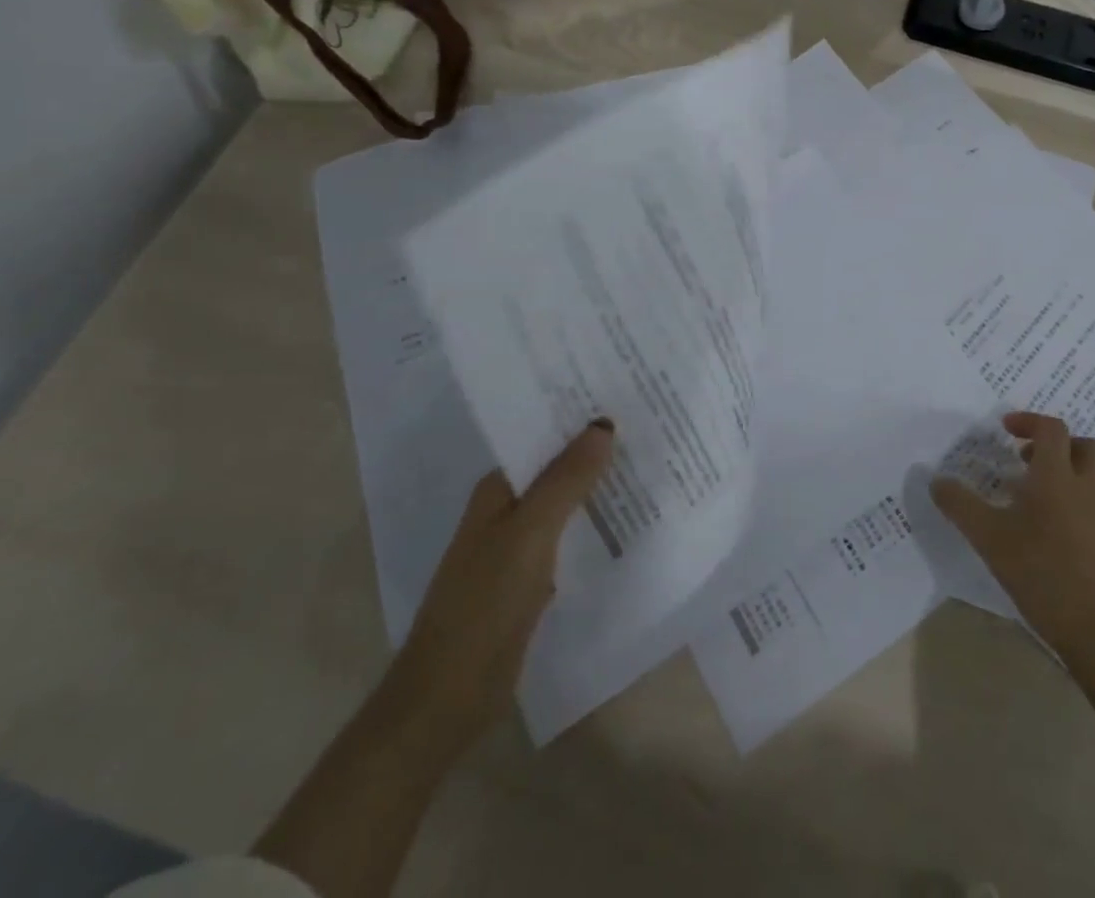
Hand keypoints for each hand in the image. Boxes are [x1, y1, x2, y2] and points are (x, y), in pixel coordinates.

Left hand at [254, 422, 614, 897]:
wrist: (446, 700)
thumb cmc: (483, 606)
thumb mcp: (529, 535)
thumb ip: (566, 481)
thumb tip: (603, 424)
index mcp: (498, 490)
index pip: (542, 437)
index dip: (577, 416)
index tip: (623, 394)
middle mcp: (506, 511)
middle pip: (556, 468)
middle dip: (594, 449)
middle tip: (649, 423)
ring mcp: (516, 548)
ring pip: (564, 503)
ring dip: (596, 487)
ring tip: (649, 462)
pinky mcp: (529, 582)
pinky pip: (568, 538)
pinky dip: (592, 526)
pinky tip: (627, 521)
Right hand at [930, 411, 1094, 758]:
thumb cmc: (1042, 573)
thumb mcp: (988, 538)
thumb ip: (960, 505)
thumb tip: (936, 480)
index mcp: (1058, 476)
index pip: (1051, 429)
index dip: (1028, 421)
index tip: (1006, 429)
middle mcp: (1087, 487)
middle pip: (1084, 446)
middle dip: (1057, 444)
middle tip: (1027, 458)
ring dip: (1069, 471)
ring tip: (1037, 493)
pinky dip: (1078, 500)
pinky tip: (1052, 528)